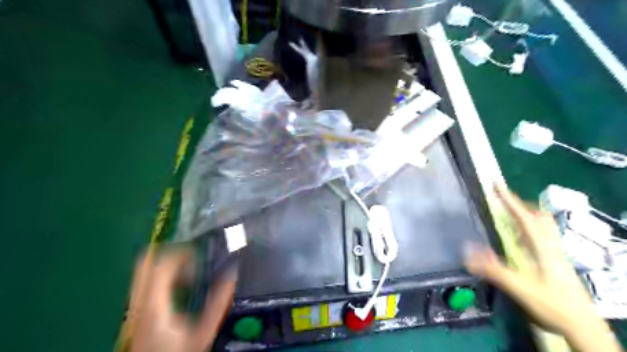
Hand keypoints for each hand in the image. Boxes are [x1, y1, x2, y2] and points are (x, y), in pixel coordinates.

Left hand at [125, 247, 237, 351]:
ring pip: (145, 271)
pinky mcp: (138, 311)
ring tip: (191, 273)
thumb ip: (218, 304)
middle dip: (171, 253)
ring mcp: (136, 306)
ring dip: (168, 265)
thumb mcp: (202, 333)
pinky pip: (147, 281)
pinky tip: (181, 287)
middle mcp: (140, 301)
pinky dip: (164, 276)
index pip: (162, 264)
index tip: (200, 254)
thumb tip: (232, 275)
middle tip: (193, 256)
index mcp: (155, 304)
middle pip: (146, 262)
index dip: (181, 253)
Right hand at [465, 185, 621, 351]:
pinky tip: (520, 238)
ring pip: (543, 226)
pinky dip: (529, 228)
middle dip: (519, 205)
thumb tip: (467, 251)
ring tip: (509, 214)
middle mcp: (550, 246)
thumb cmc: (552, 305)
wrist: (583, 326)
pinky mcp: (556, 261)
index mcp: (542, 248)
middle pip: (539, 217)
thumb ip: (493, 269)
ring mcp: (555, 253)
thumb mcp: (520, 288)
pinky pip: (542, 236)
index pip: (525, 217)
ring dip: (526, 215)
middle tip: (501, 201)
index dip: (510, 200)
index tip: (497, 185)